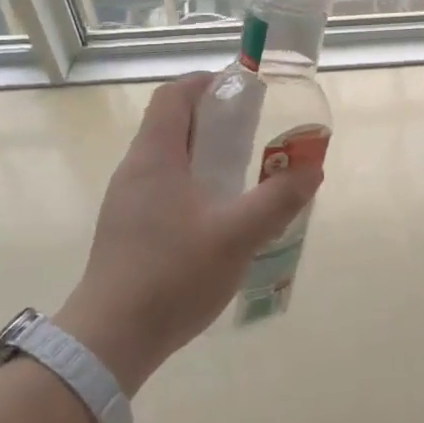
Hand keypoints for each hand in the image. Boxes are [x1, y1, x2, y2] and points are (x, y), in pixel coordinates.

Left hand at [55, 73, 322, 392]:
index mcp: (155, 156)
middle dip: (212, 120)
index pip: (173, 95)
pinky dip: (190, 183)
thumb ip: (278, 199)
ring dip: (202, 154)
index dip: (205, 83)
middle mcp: (135, 169)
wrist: (110, 339)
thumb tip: (312, 167)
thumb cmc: (172, 274)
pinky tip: (215, 216)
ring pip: (167, 158)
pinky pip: (161, 188)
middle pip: (171, 124)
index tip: (240, 90)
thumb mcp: (237, 235)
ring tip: (240, 173)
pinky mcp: (126, 229)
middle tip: (251, 133)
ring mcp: (126, 201)